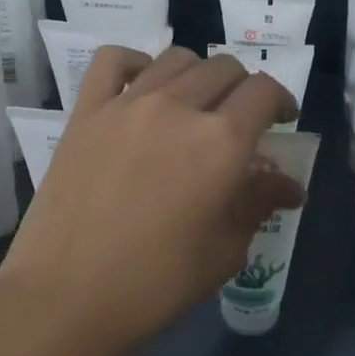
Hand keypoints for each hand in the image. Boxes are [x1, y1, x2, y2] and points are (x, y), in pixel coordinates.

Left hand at [0, 46, 302, 354]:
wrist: (66, 296)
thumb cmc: (156, 283)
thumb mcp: (224, 250)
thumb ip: (258, 203)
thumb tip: (288, 186)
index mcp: (221, 142)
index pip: (264, 92)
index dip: (281, 101)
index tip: (281, 121)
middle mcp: (178, 107)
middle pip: (224, 68)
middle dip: (243, 89)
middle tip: (239, 121)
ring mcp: (127, 104)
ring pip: (175, 59)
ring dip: (198, 75)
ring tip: (194, 105)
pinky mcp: (86, 112)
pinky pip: (113, 61)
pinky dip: (135, 63)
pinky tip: (142, 87)